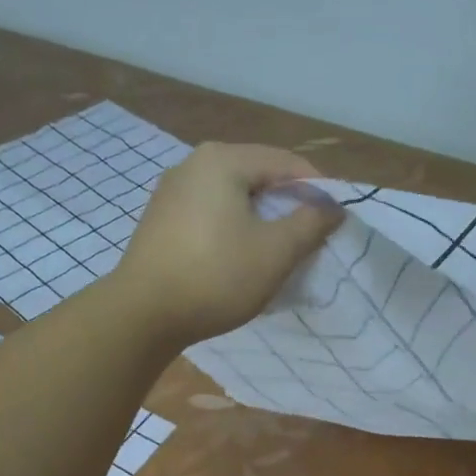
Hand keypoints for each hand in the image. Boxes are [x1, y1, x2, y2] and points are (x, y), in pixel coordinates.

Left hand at [109, 143, 342, 346]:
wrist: (142, 315)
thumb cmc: (215, 276)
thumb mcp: (275, 252)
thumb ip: (310, 223)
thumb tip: (333, 206)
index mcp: (222, 160)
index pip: (286, 162)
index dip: (317, 188)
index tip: (334, 220)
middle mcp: (193, 163)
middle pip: (257, 175)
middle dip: (288, 203)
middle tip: (308, 236)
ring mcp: (171, 191)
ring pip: (233, 196)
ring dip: (261, 218)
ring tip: (278, 249)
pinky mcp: (160, 219)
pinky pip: (210, 212)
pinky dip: (233, 227)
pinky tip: (239, 256)